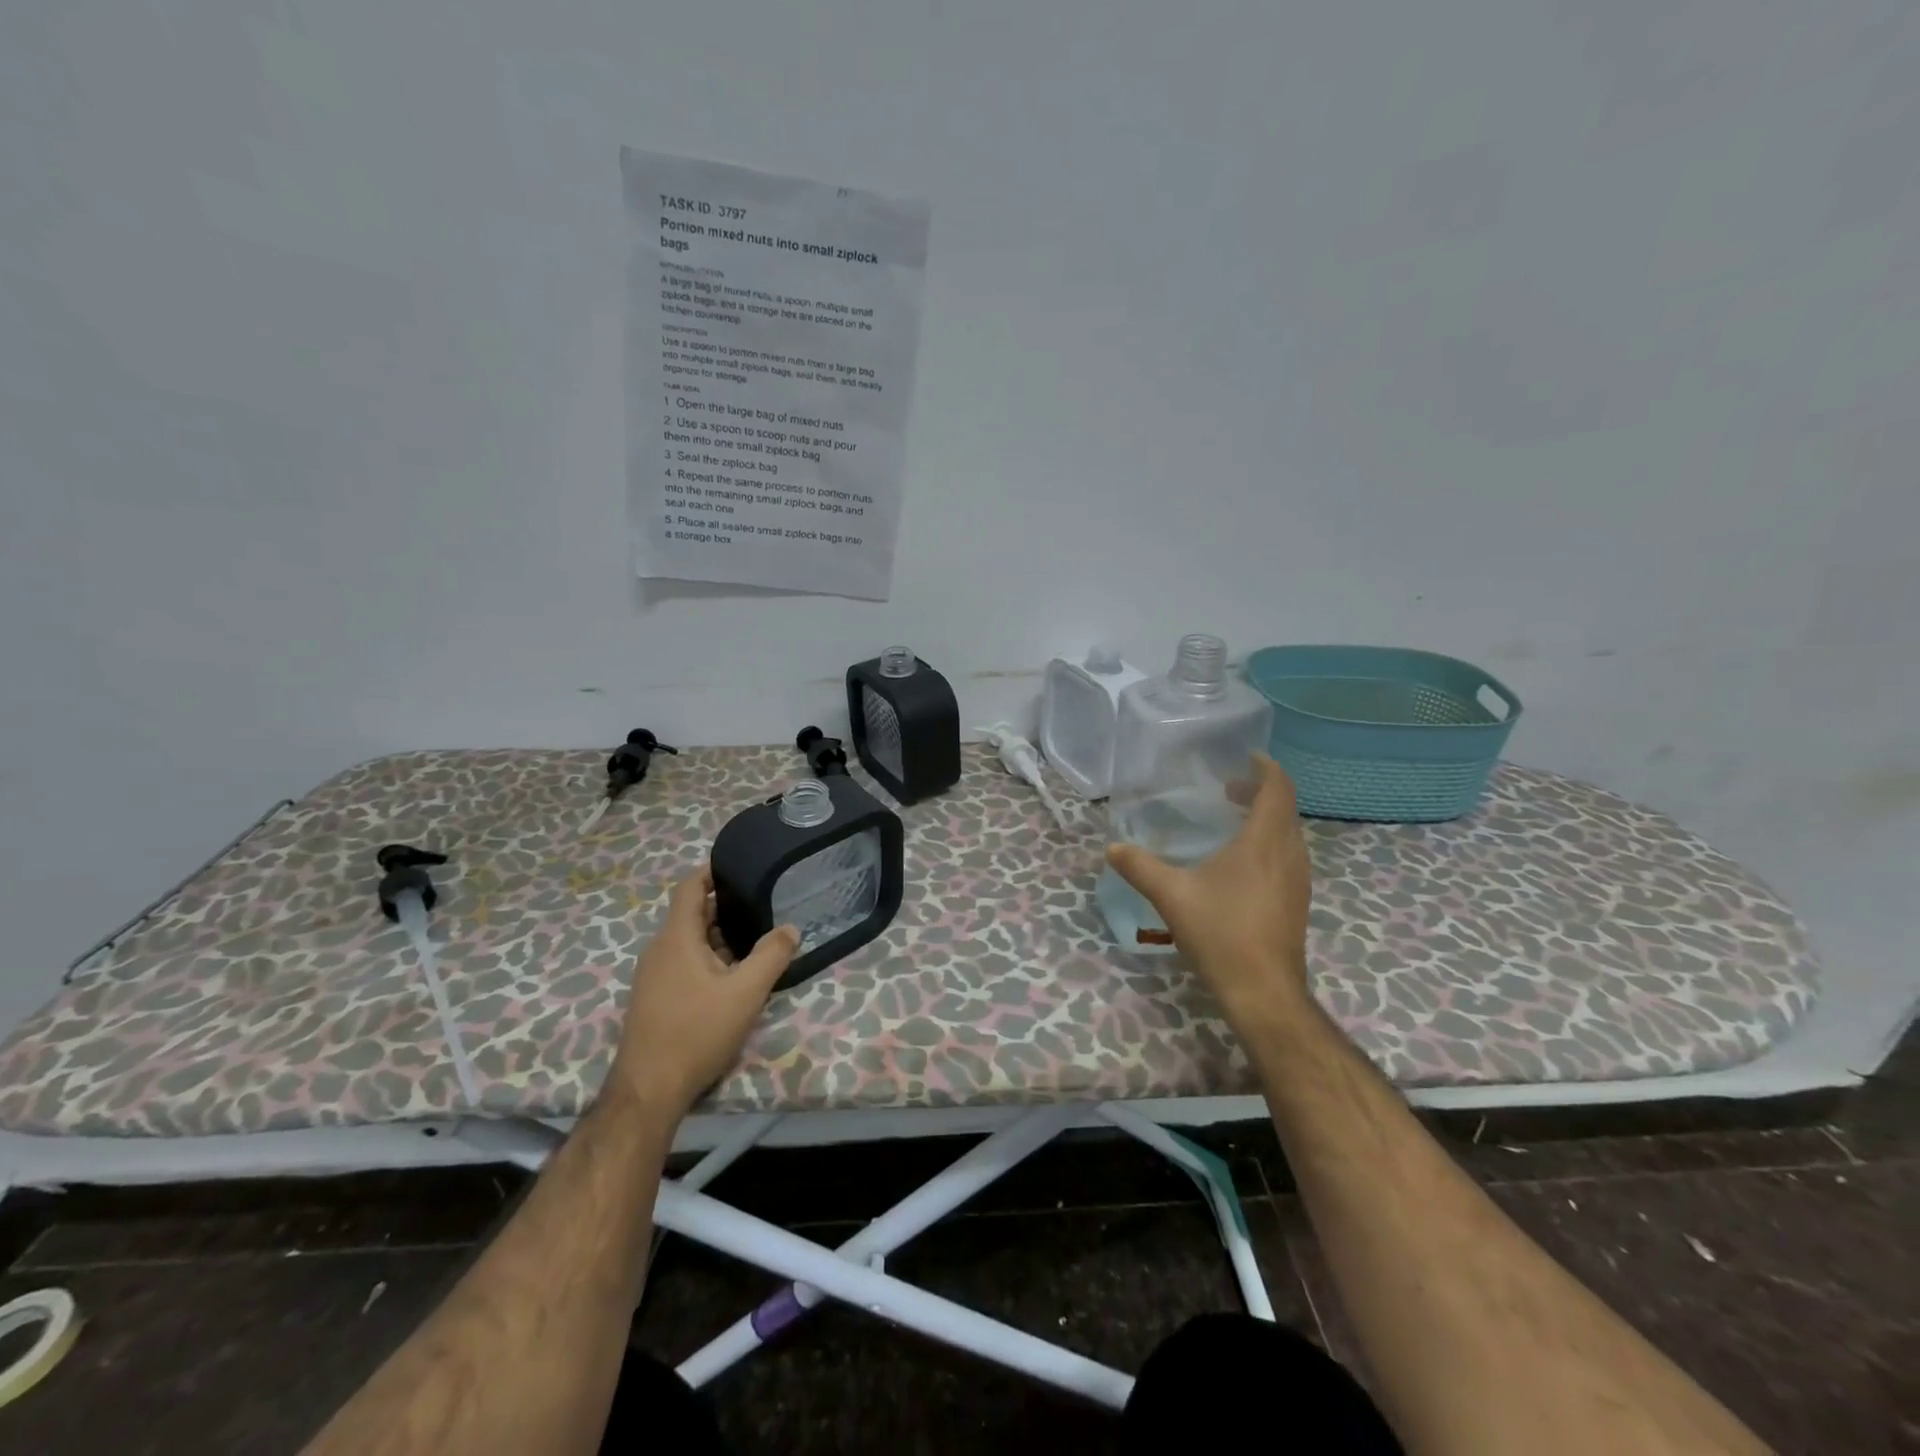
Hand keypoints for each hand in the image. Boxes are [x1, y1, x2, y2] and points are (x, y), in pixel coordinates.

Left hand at [608, 867, 797, 1116]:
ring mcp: (654, 975)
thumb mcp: (746, 992)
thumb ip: (772, 955)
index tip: (741, 864)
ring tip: (756, 937)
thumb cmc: (696, 1031)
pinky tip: (734, 975)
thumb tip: (790, 928)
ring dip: (720, 936)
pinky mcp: (655, 998)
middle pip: (692, 914)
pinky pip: (684, 963)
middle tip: (763, 903)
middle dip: (725, 906)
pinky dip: (709, 958)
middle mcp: (660, 949)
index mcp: (676, 937)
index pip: (690, 887)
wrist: (649, 1091)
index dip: (712, 870)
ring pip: (690, 941)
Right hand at [1107, 754, 1312, 1018]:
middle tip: (1228, 789)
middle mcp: (1289, 854)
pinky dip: (1269, 843)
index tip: (1246, 757)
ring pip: (1289, 834)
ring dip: (1266, 818)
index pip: (1278, 789)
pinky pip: (1288, 856)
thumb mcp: (1171, 895)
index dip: (1266, 768)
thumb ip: (1140, 867)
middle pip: (1285, 809)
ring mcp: (1298, 880)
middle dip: (1260, 792)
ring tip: (1233, 820)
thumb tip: (1112, 848)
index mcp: (1264, 842)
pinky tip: (1241, 863)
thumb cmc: (1220, 933)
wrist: (1263, 991)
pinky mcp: (1297, 902)